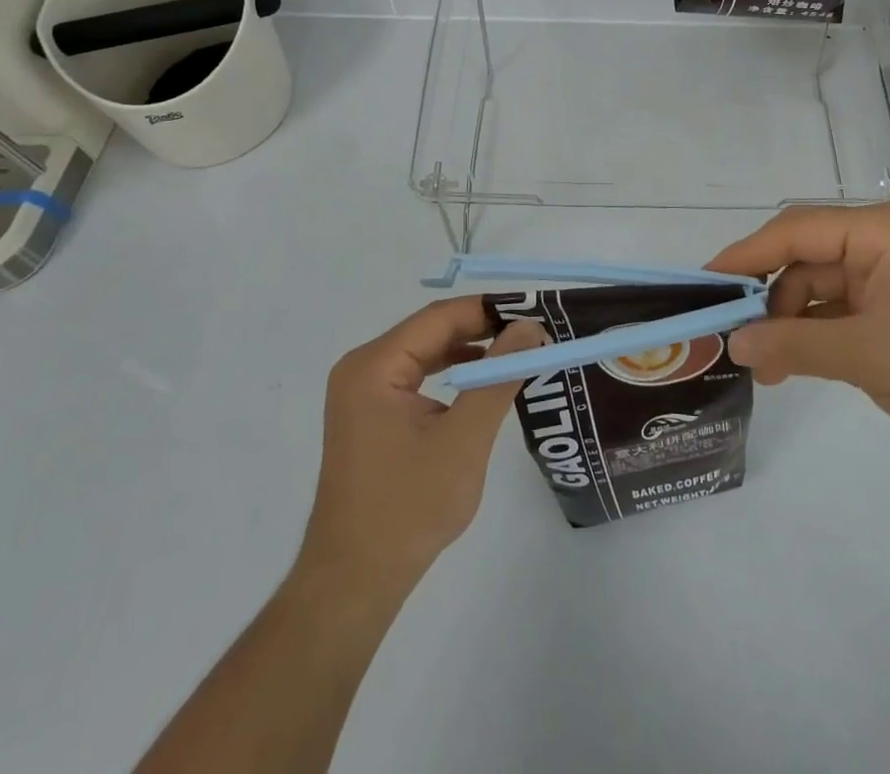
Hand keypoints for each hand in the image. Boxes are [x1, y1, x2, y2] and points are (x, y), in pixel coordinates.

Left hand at [301, 297, 546, 589]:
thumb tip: (531, 328)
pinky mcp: (370, 415)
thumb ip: (498, 377)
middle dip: (482, 329)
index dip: (489, 309)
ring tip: (516, 352)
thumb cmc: (409, 508)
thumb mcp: (464, 439)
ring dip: (469, 351)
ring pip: (425, 352)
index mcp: (374, 365)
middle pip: (431, 331)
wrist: (355, 581)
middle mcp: (363, 368)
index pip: (439, 318)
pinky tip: (481, 382)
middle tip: (532, 332)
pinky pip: (416, 377)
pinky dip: (450, 374)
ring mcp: (363, 392)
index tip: (534, 312)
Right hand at [707, 202, 889, 447]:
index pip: (793, 231)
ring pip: (819, 287)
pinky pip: (841, 308)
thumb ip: (794, 344)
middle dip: (769, 299)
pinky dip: (817, 333)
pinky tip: (796, 365)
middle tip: (736, 339)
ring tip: (769, 369)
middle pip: (804, 258)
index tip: (704, 284)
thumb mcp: (866, 355)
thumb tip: (734, 344)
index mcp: (876, 230)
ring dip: (792, 323)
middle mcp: (879, 240)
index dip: (745, 256)